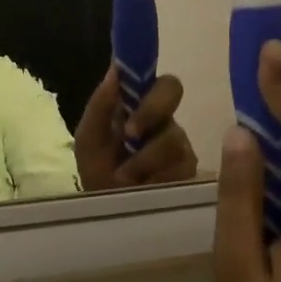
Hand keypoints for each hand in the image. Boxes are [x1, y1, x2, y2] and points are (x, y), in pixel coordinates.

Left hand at [74, 68, 199, 190]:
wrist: (107, 213)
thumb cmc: (98, 170)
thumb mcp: (90, 139)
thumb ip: (101, 105)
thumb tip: (116, 67)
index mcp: (143, 108)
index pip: (163, 83)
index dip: (152, 83)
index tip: (132, 96)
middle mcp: (167, 124)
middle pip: (174, 96)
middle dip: (149, 112)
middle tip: (129, 135)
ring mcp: (182, 149)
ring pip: (173, 138)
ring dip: (143, 159)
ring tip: (124, 178)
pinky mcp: (190, 176)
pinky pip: (180, 169)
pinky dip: (154, 179)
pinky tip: (143, 188)